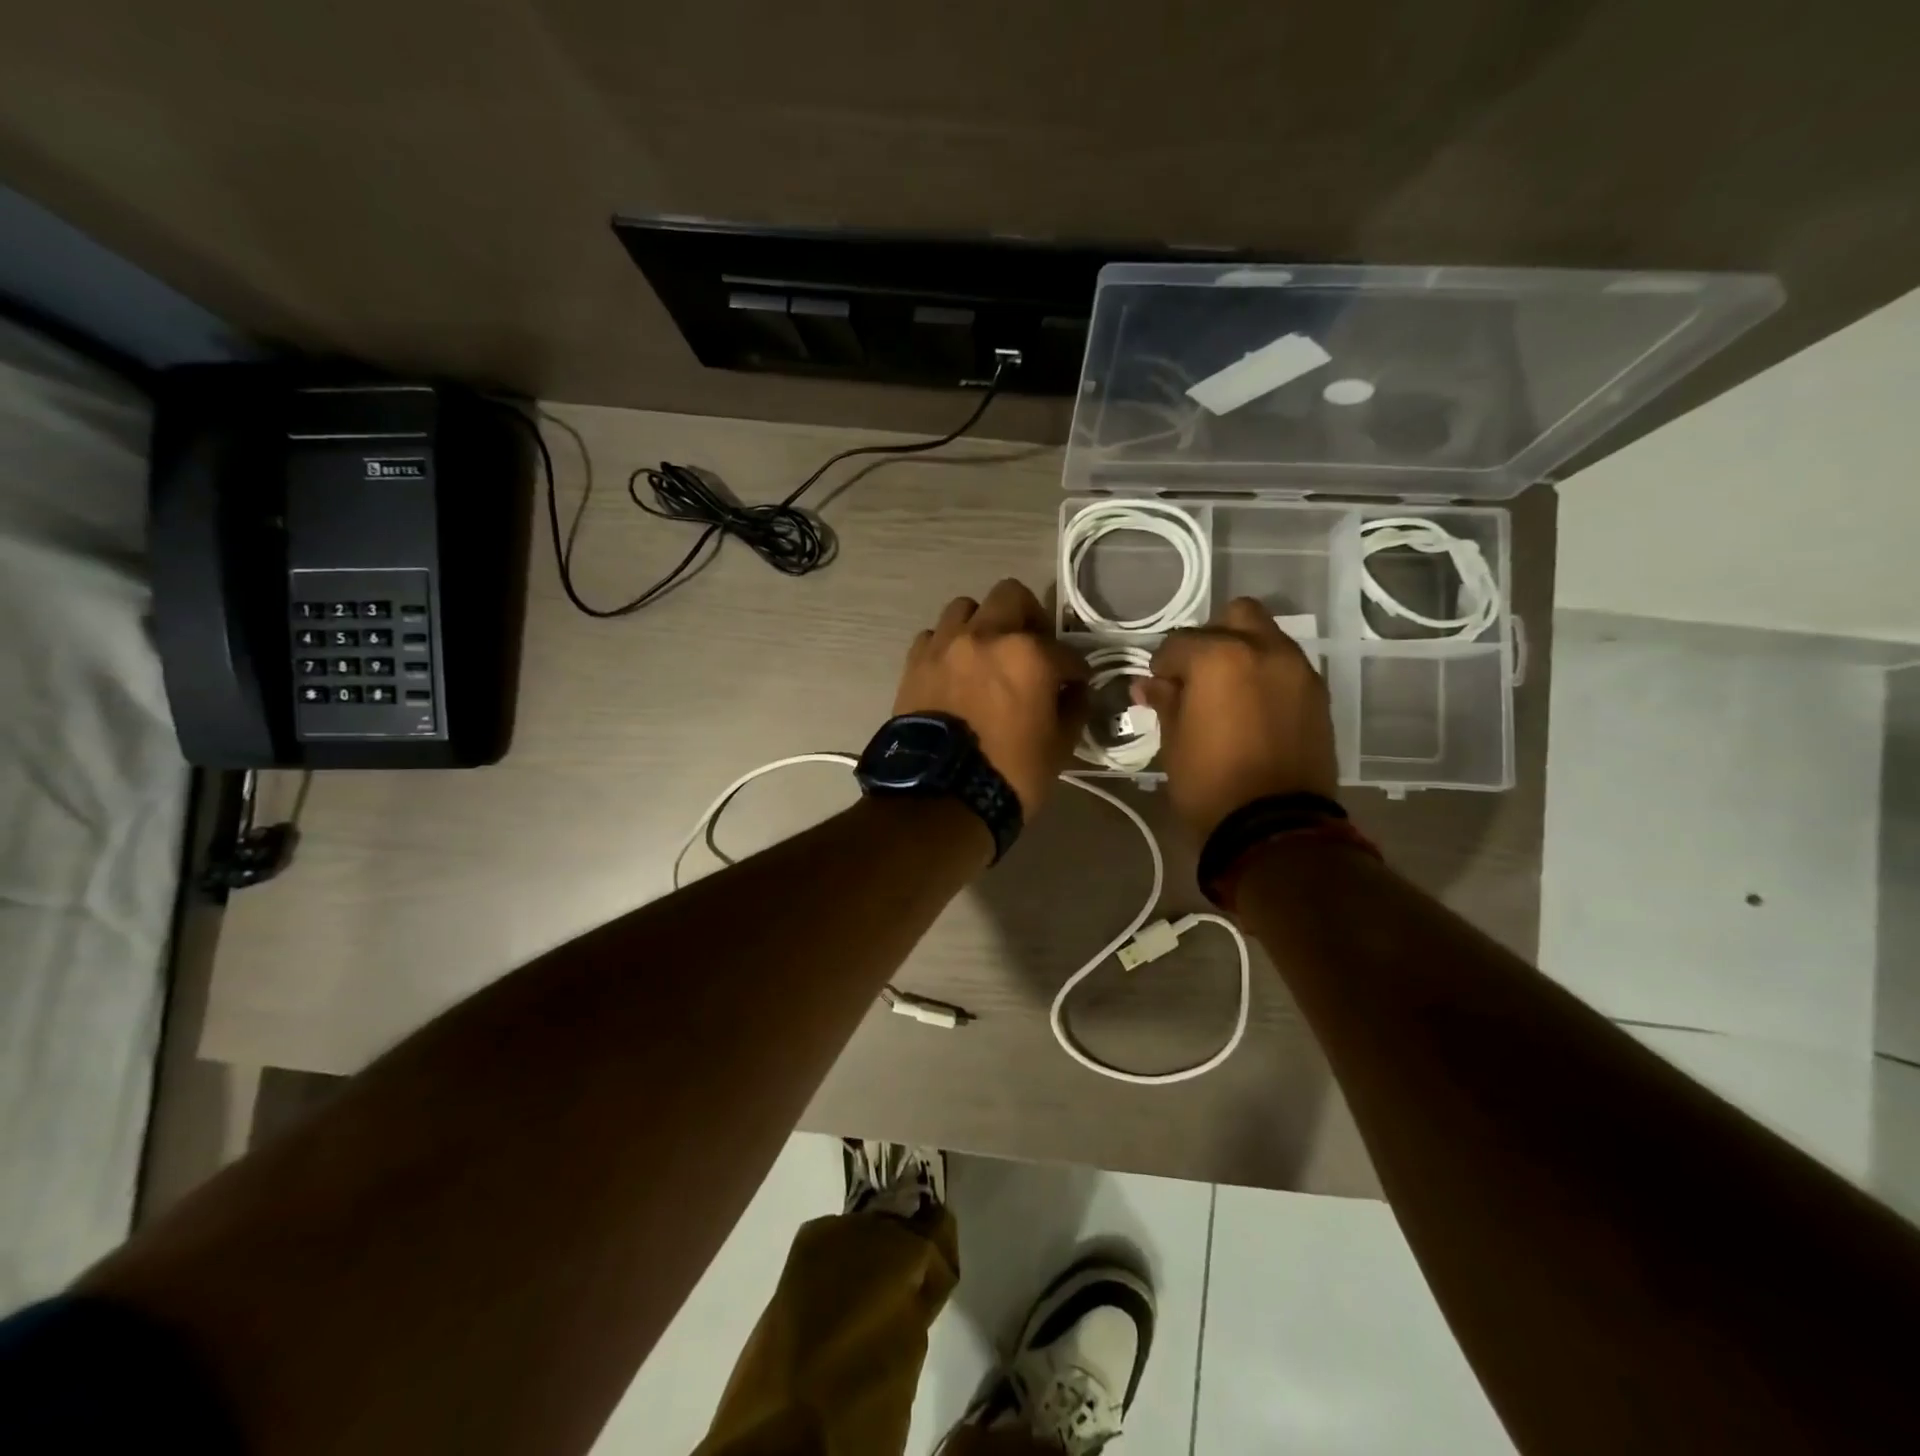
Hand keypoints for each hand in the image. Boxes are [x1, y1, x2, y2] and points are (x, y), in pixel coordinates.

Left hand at [892, 579, 1089, 817]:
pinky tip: (956, 671)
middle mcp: (986, 636)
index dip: (1075, 671)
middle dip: (1030, 618)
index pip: (1065, 651)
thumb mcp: (1059, 747)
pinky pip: (935, 636)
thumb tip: (1074, 691)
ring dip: (983, 625)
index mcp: (1029, 654)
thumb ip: (1073, 708)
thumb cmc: (1009, 774)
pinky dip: (949, 647)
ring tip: (988, 655)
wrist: (940, 797)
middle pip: (1012, 596)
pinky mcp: (915, 662)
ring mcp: (946, 645)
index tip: (1075, 685)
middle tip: (1032, 649)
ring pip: (966, 608)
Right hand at [1132, 598, 1338, 841]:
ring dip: (1244, 652)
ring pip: (1267, 637)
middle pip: (1236, 616)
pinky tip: (1254, 707)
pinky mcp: (1318, 695)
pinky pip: (1287, 667)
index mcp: (1219, 656)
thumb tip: (1147, 684)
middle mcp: (1264, 649)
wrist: (1275, 826)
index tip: (1157, 687)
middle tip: (1197, 676)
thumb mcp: (1174, 741)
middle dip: (1212, 638)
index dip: (1162, 665)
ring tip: (1228, 692)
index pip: (1179, 643)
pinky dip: (1267, 674)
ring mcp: (1298, 670)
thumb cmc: (1209, 783)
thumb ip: (1165, 701)